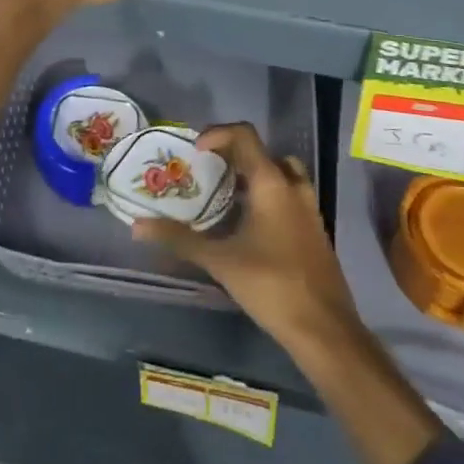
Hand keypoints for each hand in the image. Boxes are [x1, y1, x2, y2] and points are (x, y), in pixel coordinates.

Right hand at [133, 122, 361, 348]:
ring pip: (281, 173)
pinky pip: (290, 195)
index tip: (196, 151)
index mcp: (271, 182)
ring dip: (255, 175)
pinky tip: (250, 225)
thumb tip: (138, 226)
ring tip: (229, 194)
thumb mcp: (220, 261)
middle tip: (209, 171)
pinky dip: (270, 195)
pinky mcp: (315, 229)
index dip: (217, 134)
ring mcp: (309, 207)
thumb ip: (179, 239)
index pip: (244, 135)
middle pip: (262, 152)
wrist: (324, 329)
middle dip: (234, 155)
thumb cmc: (271, 285)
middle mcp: (293, 186)